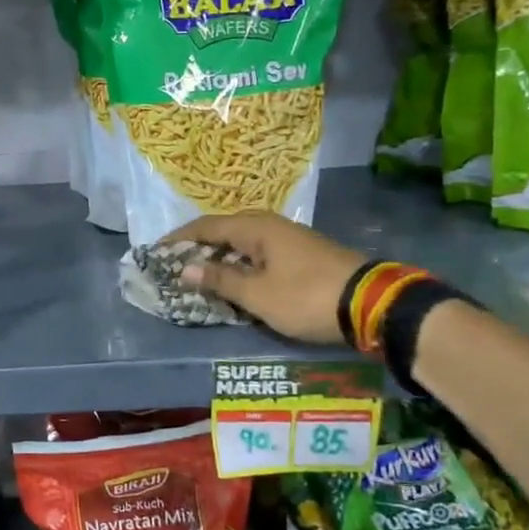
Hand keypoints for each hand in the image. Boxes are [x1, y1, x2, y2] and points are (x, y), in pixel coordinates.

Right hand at [170, 213, 366, 344]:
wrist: (371, 303)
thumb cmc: (306, 296)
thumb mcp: (258, 294)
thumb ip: (221, 280)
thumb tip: (186, 268)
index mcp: (256, 229)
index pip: (207, 226)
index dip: (180, 238)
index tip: (157, 250)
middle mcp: (272, 226)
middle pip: (226, 230)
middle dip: (200, 245)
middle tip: (178, 262)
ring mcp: (291, 239)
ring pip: (245, 242)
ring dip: (222, 255)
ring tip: (202, 272)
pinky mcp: (304, 255)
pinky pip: (261, 252)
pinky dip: (242, 263)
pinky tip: (238, 279)